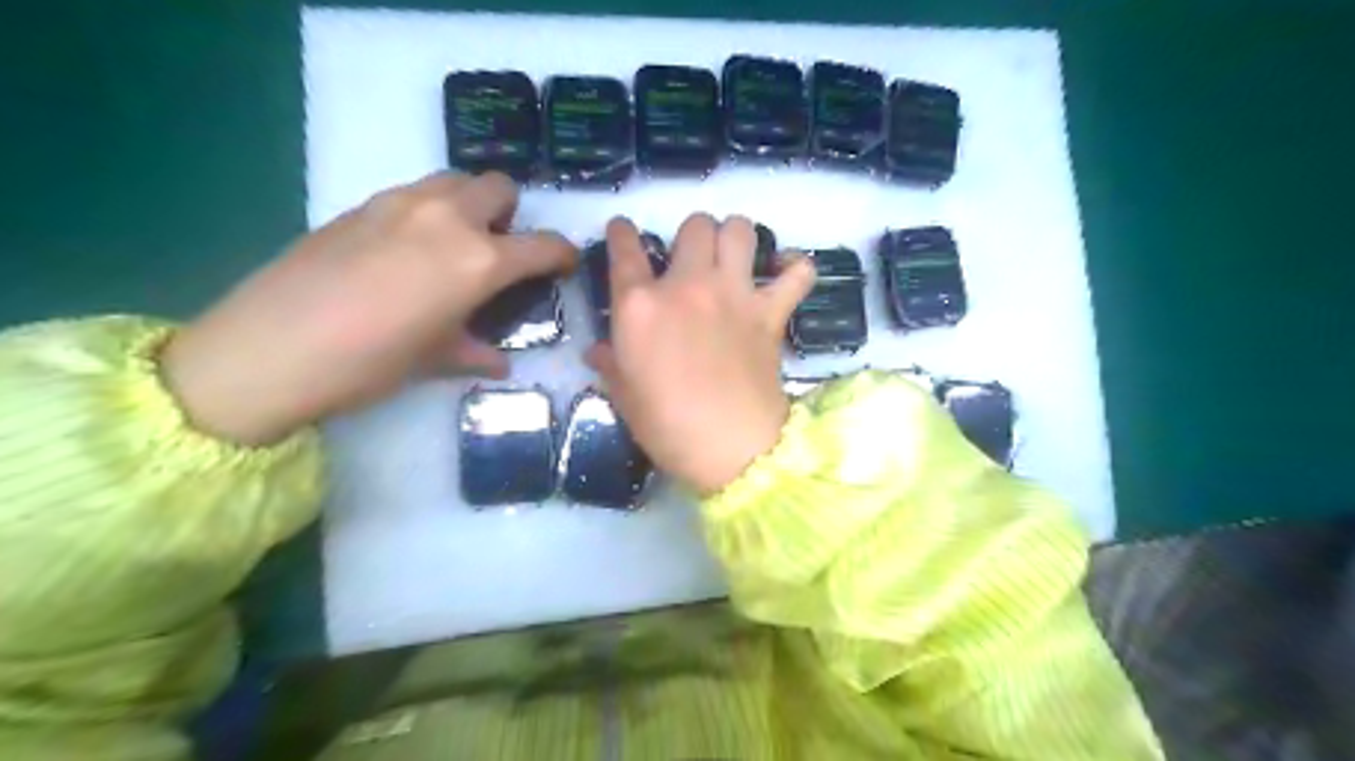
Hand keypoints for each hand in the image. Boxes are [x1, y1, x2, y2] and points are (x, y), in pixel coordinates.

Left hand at [163, 171, 576, 446]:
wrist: (270, 348)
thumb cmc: (371, 363)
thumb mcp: (436, 360)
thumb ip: (476, 352)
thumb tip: (499, 362)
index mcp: (479, 260)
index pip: (543, 245)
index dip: (563, 254)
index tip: (564, 264)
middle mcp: (448, 218)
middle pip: (498, 187)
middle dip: (511, 214)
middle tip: (499, 250)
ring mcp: (400, 203)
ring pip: (454, 180)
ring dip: (469, 204)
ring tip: (454, 246)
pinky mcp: (360, 204)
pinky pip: (413, 193)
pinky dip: (427, 211)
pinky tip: (406, 252)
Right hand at [585, 218, 812, 495]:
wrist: (731, 449)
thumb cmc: (668, 427)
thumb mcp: (625, 397)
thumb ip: (610, 364)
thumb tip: (596, 350)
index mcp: (640, 306)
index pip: (625, 249)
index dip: (622, 232)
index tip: (623, 229)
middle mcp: (687, 285)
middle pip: (694, 225)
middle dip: (692, 235)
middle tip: (693, 259)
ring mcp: (734, 294)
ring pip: (740, 229)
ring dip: (736, 237)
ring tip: (734, 257)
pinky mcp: (771, 312)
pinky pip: (797, 273)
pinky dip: (795, 268)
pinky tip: (786, 275)